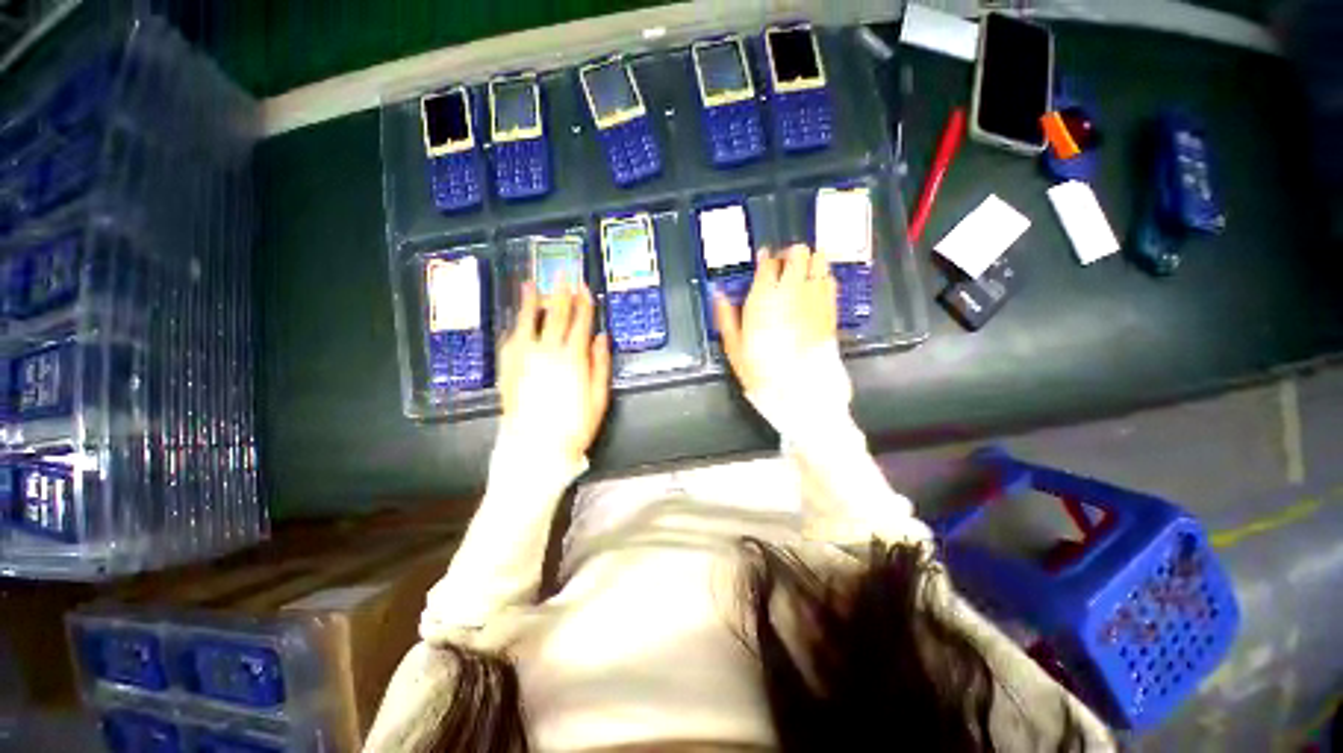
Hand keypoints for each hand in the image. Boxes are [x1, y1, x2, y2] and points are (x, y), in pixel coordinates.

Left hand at [498, 281, 610, 466]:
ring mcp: (523, 358)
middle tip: (563, 274)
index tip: (584, 286)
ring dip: (532, 301)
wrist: (535, 448)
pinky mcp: (507, 368)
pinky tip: (517, 319)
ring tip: (531, 283)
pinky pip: (510, 339)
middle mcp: (547, 351)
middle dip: (561, 294)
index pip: (580, 323)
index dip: (583, 303)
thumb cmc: (574, 426)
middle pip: (556, 316)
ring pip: (528, 322)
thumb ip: (601, 365)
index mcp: (573, 358)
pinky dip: (516, 326)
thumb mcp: (599, 398)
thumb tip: (603, 337)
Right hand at [713, 244, 839, 394]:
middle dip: (789, 255)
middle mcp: (793, 290)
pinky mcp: (832, 309)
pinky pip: (831, 279)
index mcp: (765, 297)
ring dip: (809, 262)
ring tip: (800, 275)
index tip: (762, 262)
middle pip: (797, 252)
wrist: (801, 391)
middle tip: (782, 267)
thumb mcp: (734, 348)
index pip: (767, 262)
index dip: (764, 259)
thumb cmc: (762, 371)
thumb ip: (726, 316)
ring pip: (819, 259)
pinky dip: (822, 277)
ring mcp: (816, 297)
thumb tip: (718, 294)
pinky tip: (815, 290)